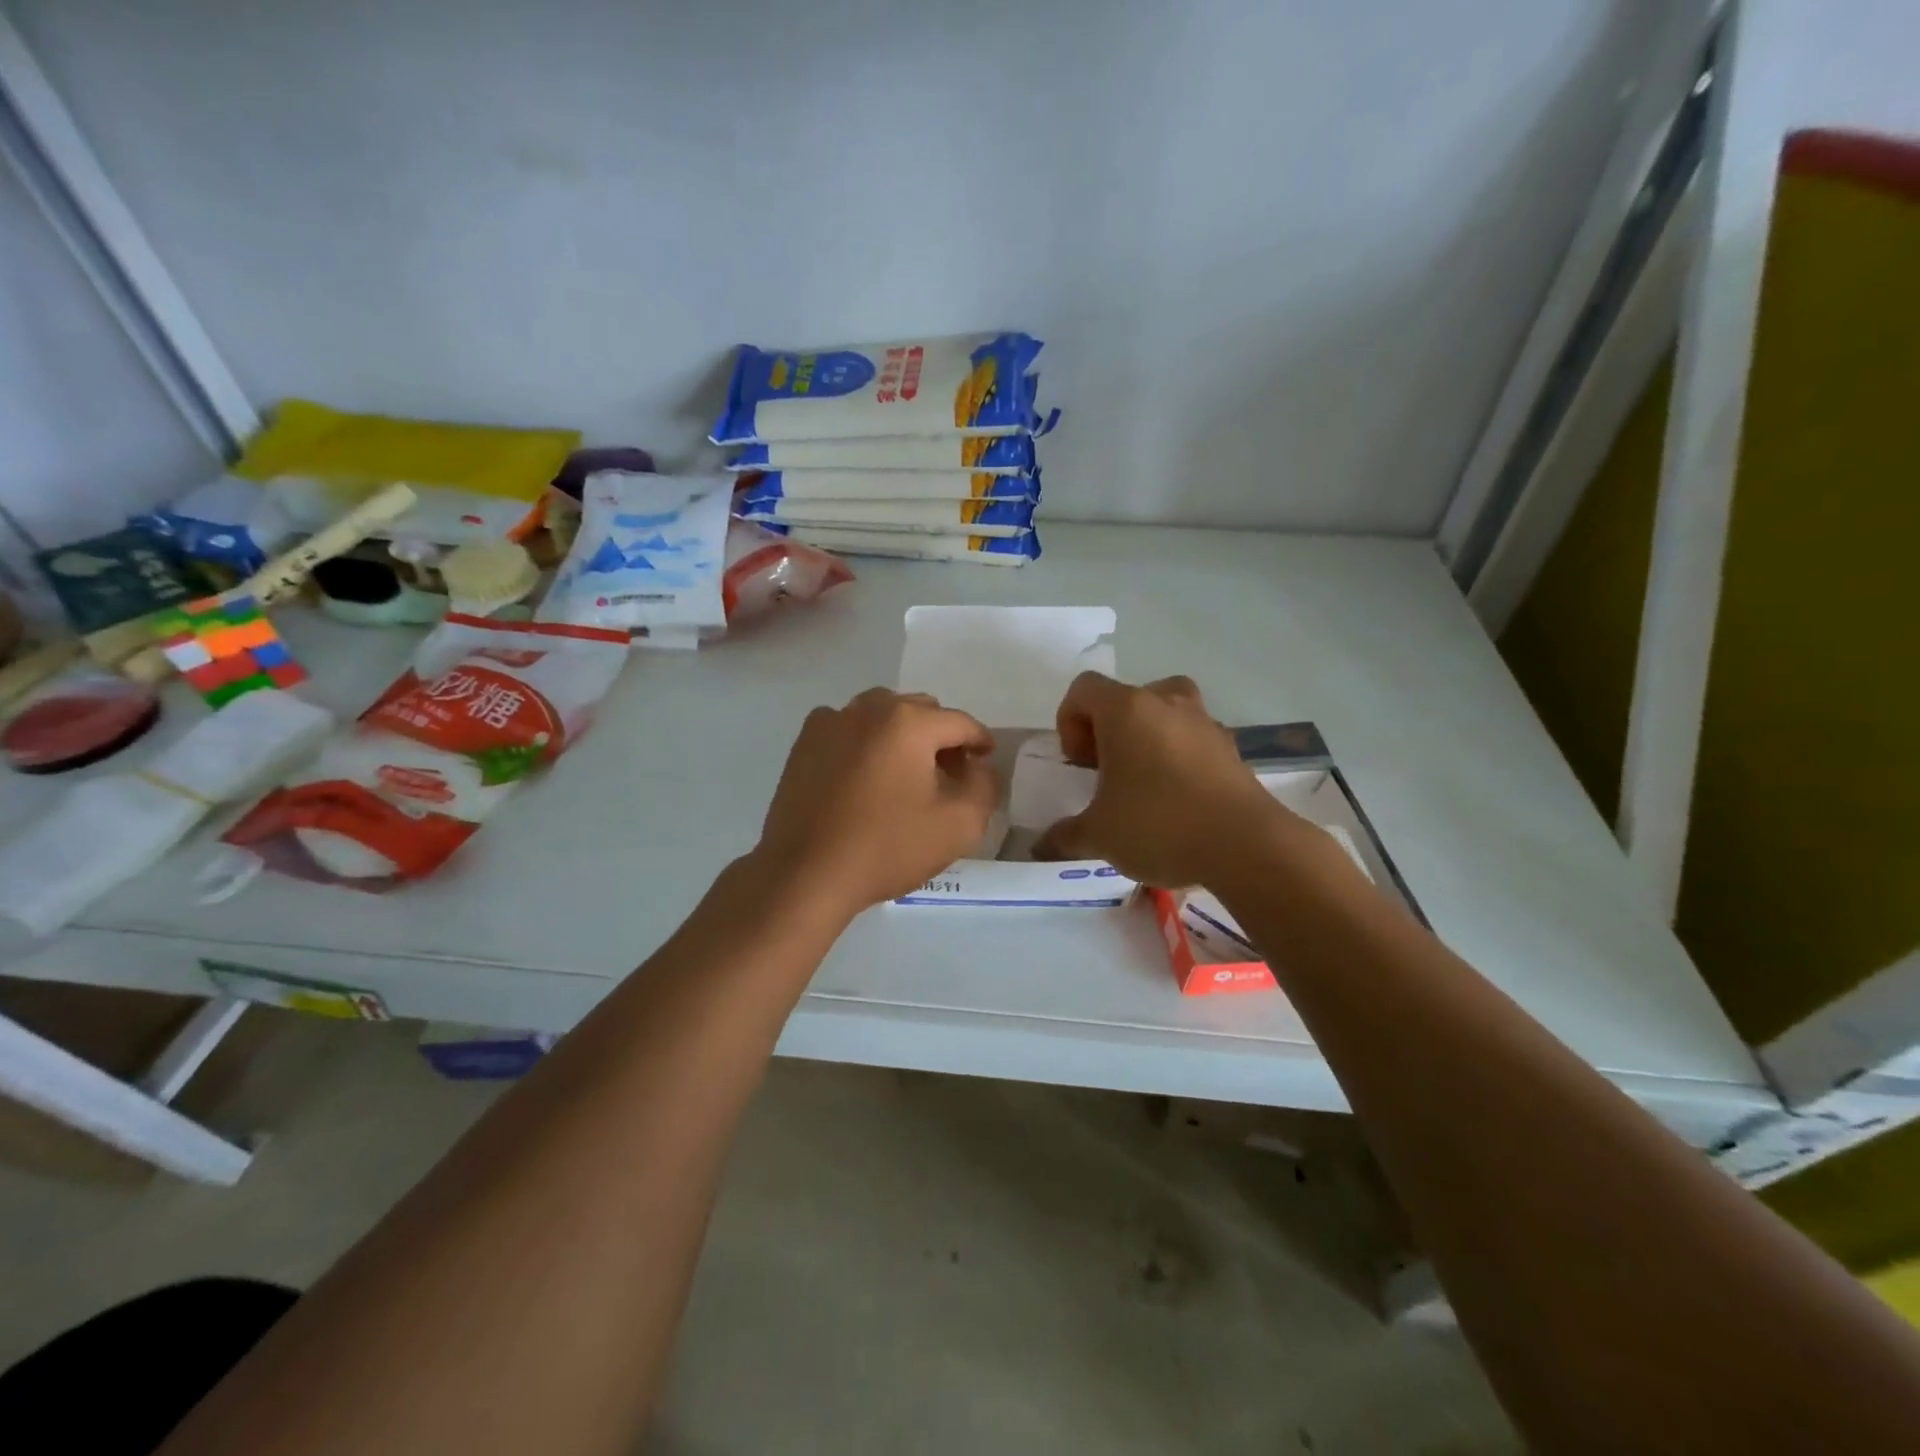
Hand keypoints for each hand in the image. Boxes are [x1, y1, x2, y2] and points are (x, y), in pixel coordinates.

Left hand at [753, 688, 998, 917]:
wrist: (806, 874)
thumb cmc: (887, 847)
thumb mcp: (959, 825)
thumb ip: (985, 786)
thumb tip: (978, 767)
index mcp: (909, 721)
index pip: (960, 722)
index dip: (980, 741)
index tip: (985, 763)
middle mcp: (869, 708)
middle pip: (921, 711)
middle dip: (941, 737)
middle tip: (949, 774)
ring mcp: (831, 721)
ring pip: (882, 714)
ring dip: (902, 735)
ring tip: (906, 773)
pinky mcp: (805, 743)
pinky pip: (848, 728)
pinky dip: (865, 741)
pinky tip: (865, 775)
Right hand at [1033, 672, 1286, 887]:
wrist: (1246, 846)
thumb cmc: (1158, 825)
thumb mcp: (1099, 835)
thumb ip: (1065, 835)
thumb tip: (1042, 846)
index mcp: (1126, 710)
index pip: (1083, 689)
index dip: (1070, 721)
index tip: (1079, 763)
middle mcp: (1166, 703)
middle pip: (1126, 697)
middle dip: (1109, 730)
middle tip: (1106, 771)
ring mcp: (1205, 722)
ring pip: (1165, 713)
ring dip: (1147, 739)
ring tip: (1143, 784)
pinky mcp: (1232, 748)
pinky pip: (1193, 740)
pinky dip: (1179, 758)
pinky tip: (1177, 801)